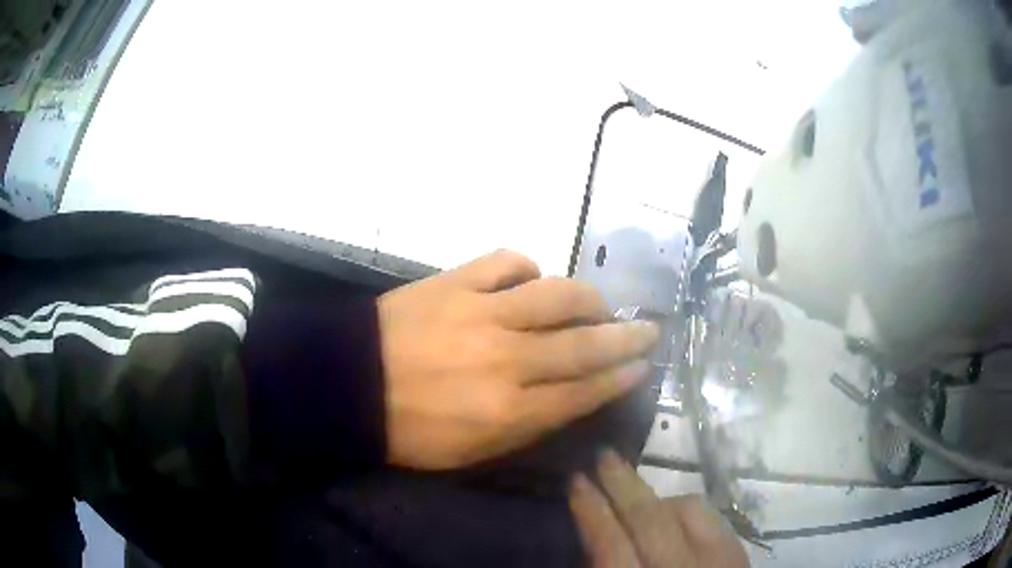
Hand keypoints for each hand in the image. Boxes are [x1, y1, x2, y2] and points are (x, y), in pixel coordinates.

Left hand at [378, 250, 659, 469]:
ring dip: (588, 299)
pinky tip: (532, 279)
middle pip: (584, 344)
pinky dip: (527, 268)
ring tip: (599, 305)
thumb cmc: (408, 430)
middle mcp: (507, 359)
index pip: (584, 390)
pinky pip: (506, 262)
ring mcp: (482, 312)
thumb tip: (568, 397)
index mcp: (509, 410)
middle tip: (648, 330)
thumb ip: (526, 426)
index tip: (643, 366)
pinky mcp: (455, 281)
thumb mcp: (471, 452)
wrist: (347, 386)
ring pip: (556, 295)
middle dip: (625, 338)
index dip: (620, 377)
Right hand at [569, 450, 749, 567]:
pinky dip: (687, 508)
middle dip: (624, 486)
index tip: (577, 481)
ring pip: (688, 510)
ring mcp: (718, 560)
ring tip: (637, 494)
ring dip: (658, 496)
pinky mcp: (738, 553)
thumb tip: (594, 539)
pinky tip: (675, 512)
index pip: (612, 548)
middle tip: (604, 456)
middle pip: (651, 521)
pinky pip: (712, 516)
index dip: (593, 512)